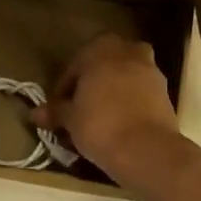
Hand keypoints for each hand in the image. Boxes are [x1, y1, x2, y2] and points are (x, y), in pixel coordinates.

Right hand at [35, 34, 189, 191]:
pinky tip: (123, 119)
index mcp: (100, 50)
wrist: (147, 150)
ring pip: (127, 73)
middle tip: (82, 103)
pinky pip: (142, 89)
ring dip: (115, 86)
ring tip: (103, 111)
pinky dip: (132, 99)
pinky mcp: (165, 91)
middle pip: (105, 62)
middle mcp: (128, 52)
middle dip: (94, 78)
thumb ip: (55, 111)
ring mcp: (150, 70)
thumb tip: (35, 113)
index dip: (65, 85)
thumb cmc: (100, 126)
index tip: (59, 105)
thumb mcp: (70, 120)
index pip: (76, 64)